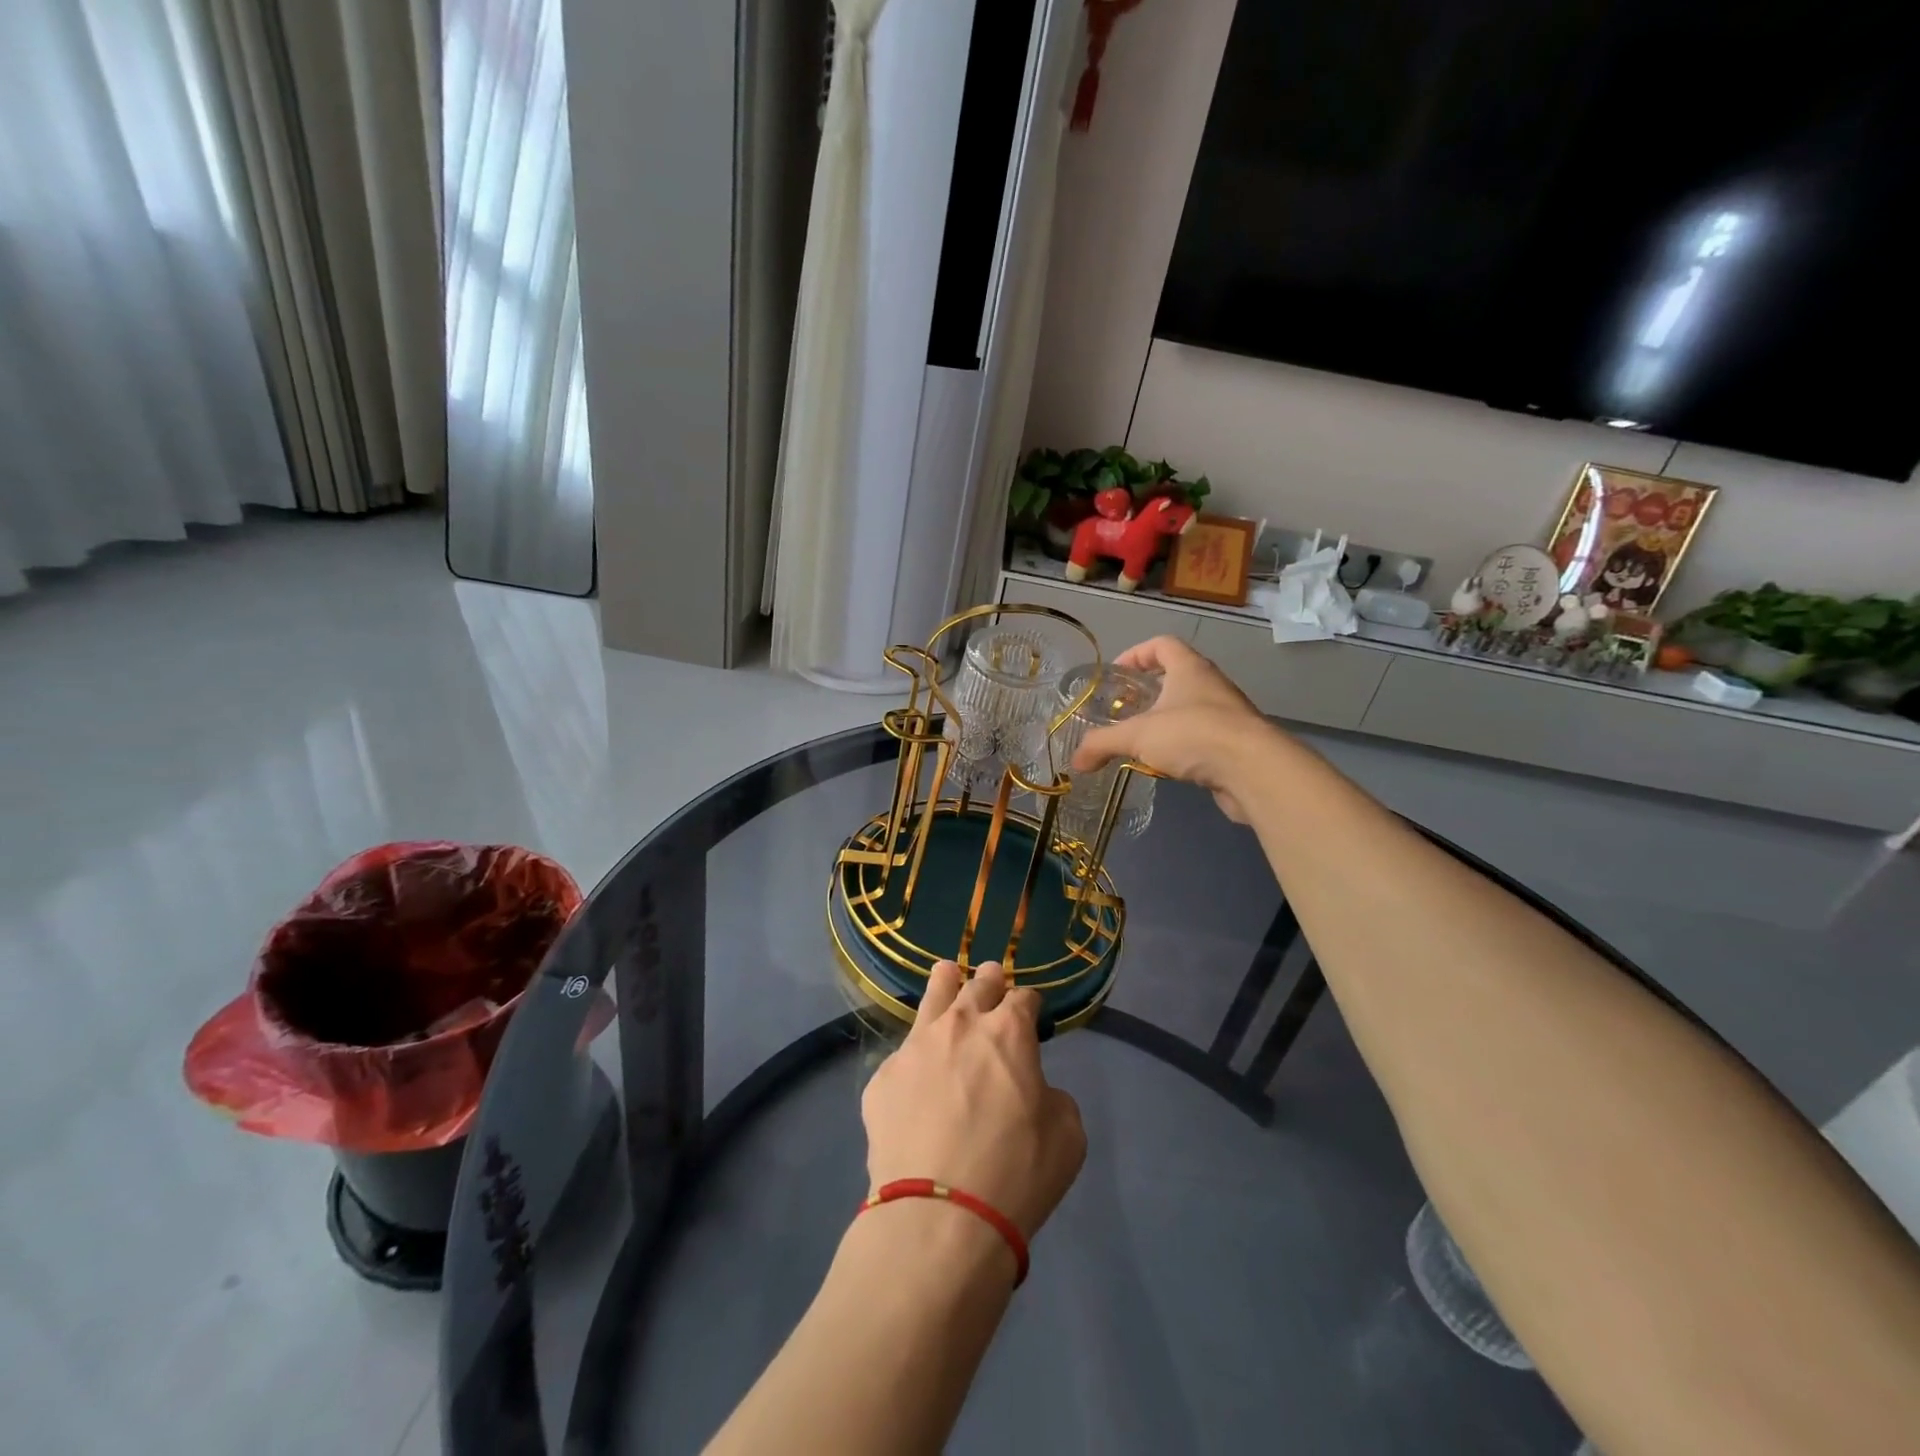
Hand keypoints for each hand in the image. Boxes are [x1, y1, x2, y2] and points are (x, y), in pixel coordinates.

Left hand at [861, 961, 1085, 1241]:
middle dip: (989, 980)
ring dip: (945, 984)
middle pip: (977, 985)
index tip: (1031, 1012)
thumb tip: (1031, 1090)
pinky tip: (918, 1075)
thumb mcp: (1067, 1136)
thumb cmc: (1016, 1174)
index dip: (1030, 1003)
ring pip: (932, 998)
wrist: (939, 1217)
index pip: (1023, 997)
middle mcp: (960, 1024)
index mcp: (1008, 1032)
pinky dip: (917, 1057)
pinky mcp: (882, 1077)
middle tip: (992, 979)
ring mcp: (915, 1046)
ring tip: (946, 974)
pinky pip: (904, 1056)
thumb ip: (1053, 1096)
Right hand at [1071, 635, 1279, 821]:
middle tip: (1123, 709)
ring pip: (1190, 708)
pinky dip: (1182, 745)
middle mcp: (1211, 685)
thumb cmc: (1193, 734)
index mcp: (1189, 669)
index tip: (1117, 673)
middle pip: (1177, 676)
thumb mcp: (1137, 736)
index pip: (1163, 644)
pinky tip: (1166, 764)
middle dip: (1148, 690)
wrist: (1252, 770)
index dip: (1137, 653)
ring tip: (1141, 739)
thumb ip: (1102, 744)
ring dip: (1166, 719)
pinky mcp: (1235, 743)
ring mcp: (1227, 714)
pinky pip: (1202, 736)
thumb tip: (1075, 762)